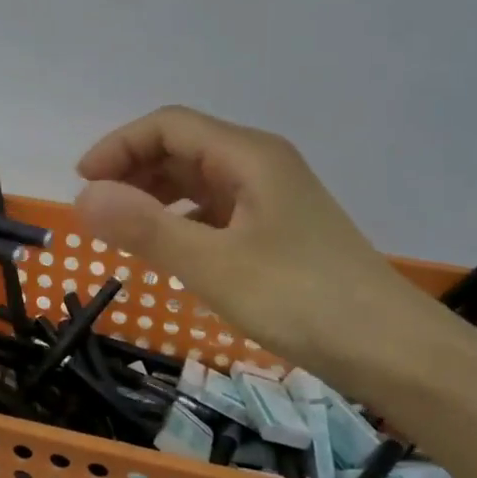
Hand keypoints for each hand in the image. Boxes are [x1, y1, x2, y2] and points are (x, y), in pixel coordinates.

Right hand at [73, 106, 450, 396]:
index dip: (119, 145)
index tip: (82, 183)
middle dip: (133, 170)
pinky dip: (182, 220)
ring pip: (199, 179)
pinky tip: (169, 249)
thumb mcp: (216, 266)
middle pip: (183, 147)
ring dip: (155, 195)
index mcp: (248, 155)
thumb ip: (147, 229)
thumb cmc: (303, 300)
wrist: (394, 351)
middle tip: (97, 211)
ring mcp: (272, 198)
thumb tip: (83, 196)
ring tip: (123, 228)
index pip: (169, 126)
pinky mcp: (278, 230)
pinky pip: (216, 210)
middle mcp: (260, 164)